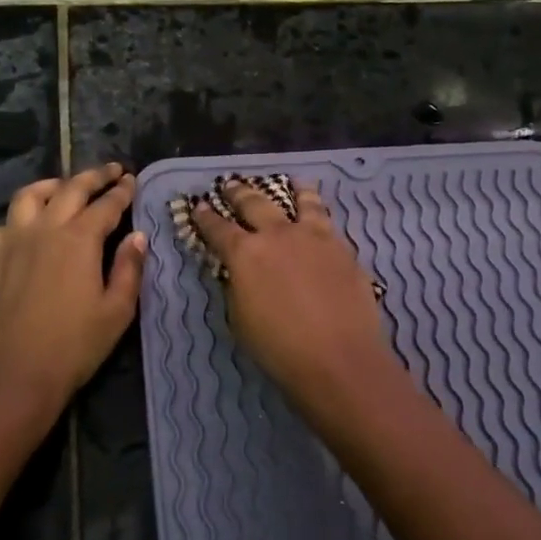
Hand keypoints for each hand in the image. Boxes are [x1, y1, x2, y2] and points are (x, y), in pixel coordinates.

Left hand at [0, 164, 146, 418]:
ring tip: (65, 187)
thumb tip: (138, 237)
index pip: (106, 204)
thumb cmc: (75, 346)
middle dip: (94, 176)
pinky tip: (27, 225)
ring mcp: (12, 241)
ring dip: (53, 185)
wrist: (16, 375)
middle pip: (71, 189)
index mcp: (80, 239)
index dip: (122, 191)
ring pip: (30, 196)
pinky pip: (4, 224)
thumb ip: (129, 268)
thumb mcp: (117, 311)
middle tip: (111, 170)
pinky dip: (20, 216)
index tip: (132, 180)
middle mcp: (45, 229)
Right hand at [191, 180, 399, 414]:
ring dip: (293, 190)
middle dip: (239, 192)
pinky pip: (327, 220)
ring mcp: (314, 237)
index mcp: (245, 253)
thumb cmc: (279, 348)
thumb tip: (240, 273)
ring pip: (302, 202)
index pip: (218, 228)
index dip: (205, 218)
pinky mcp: (342, 248)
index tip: (198, 206)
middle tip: (230, 184)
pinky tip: (320, 213)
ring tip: (292, 182)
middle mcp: (278, 234)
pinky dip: (318, 211)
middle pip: (255, 203)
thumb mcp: (241, 319)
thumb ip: (238, 287)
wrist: (339, 357)